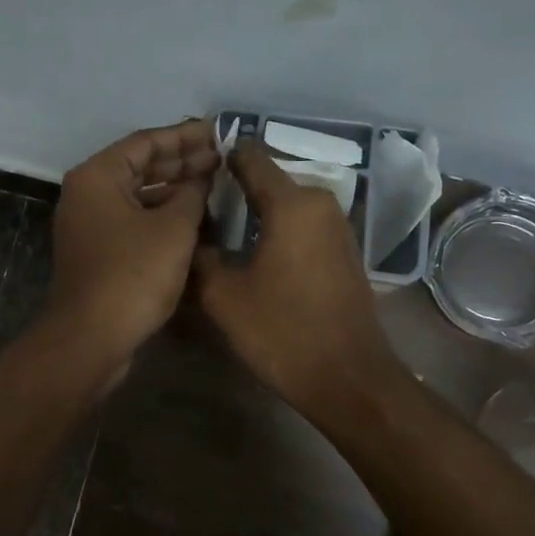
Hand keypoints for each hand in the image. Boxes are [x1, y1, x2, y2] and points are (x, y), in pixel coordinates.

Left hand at [44, 119, 218, 366]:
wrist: (91, 337)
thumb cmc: (133, 274)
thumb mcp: (174, 229)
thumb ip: (193, 193)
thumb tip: (202, 176)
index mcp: (97, 176)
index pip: (146, 142)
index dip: (185, 136)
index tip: (219, 132)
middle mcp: (87, 194)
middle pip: (139, 167)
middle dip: (181, 162)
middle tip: (221, 159)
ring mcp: (89, 225)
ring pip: (137, 196)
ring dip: (173, 190)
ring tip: (214, 185)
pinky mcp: (97, 253)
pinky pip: (133, 221)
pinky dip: (161, 216)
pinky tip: (193, 219)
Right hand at [193, 138, 403, 417]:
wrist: (347, 378)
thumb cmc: (282, 331)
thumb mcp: (223, 296)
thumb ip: (199, 256)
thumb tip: (187, 236)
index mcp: (291, 202)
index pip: (250, 157)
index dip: (219, 157)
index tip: (190, 169)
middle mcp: (320, 203)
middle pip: (267, 180)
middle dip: (233, 189)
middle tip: (197, 210)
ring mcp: (338, 227)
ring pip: (285, 205)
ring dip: (255, 214)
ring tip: (218, 233)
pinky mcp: (344, 252)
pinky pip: (302, 226)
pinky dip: (276, 231)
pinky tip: (252, 254)